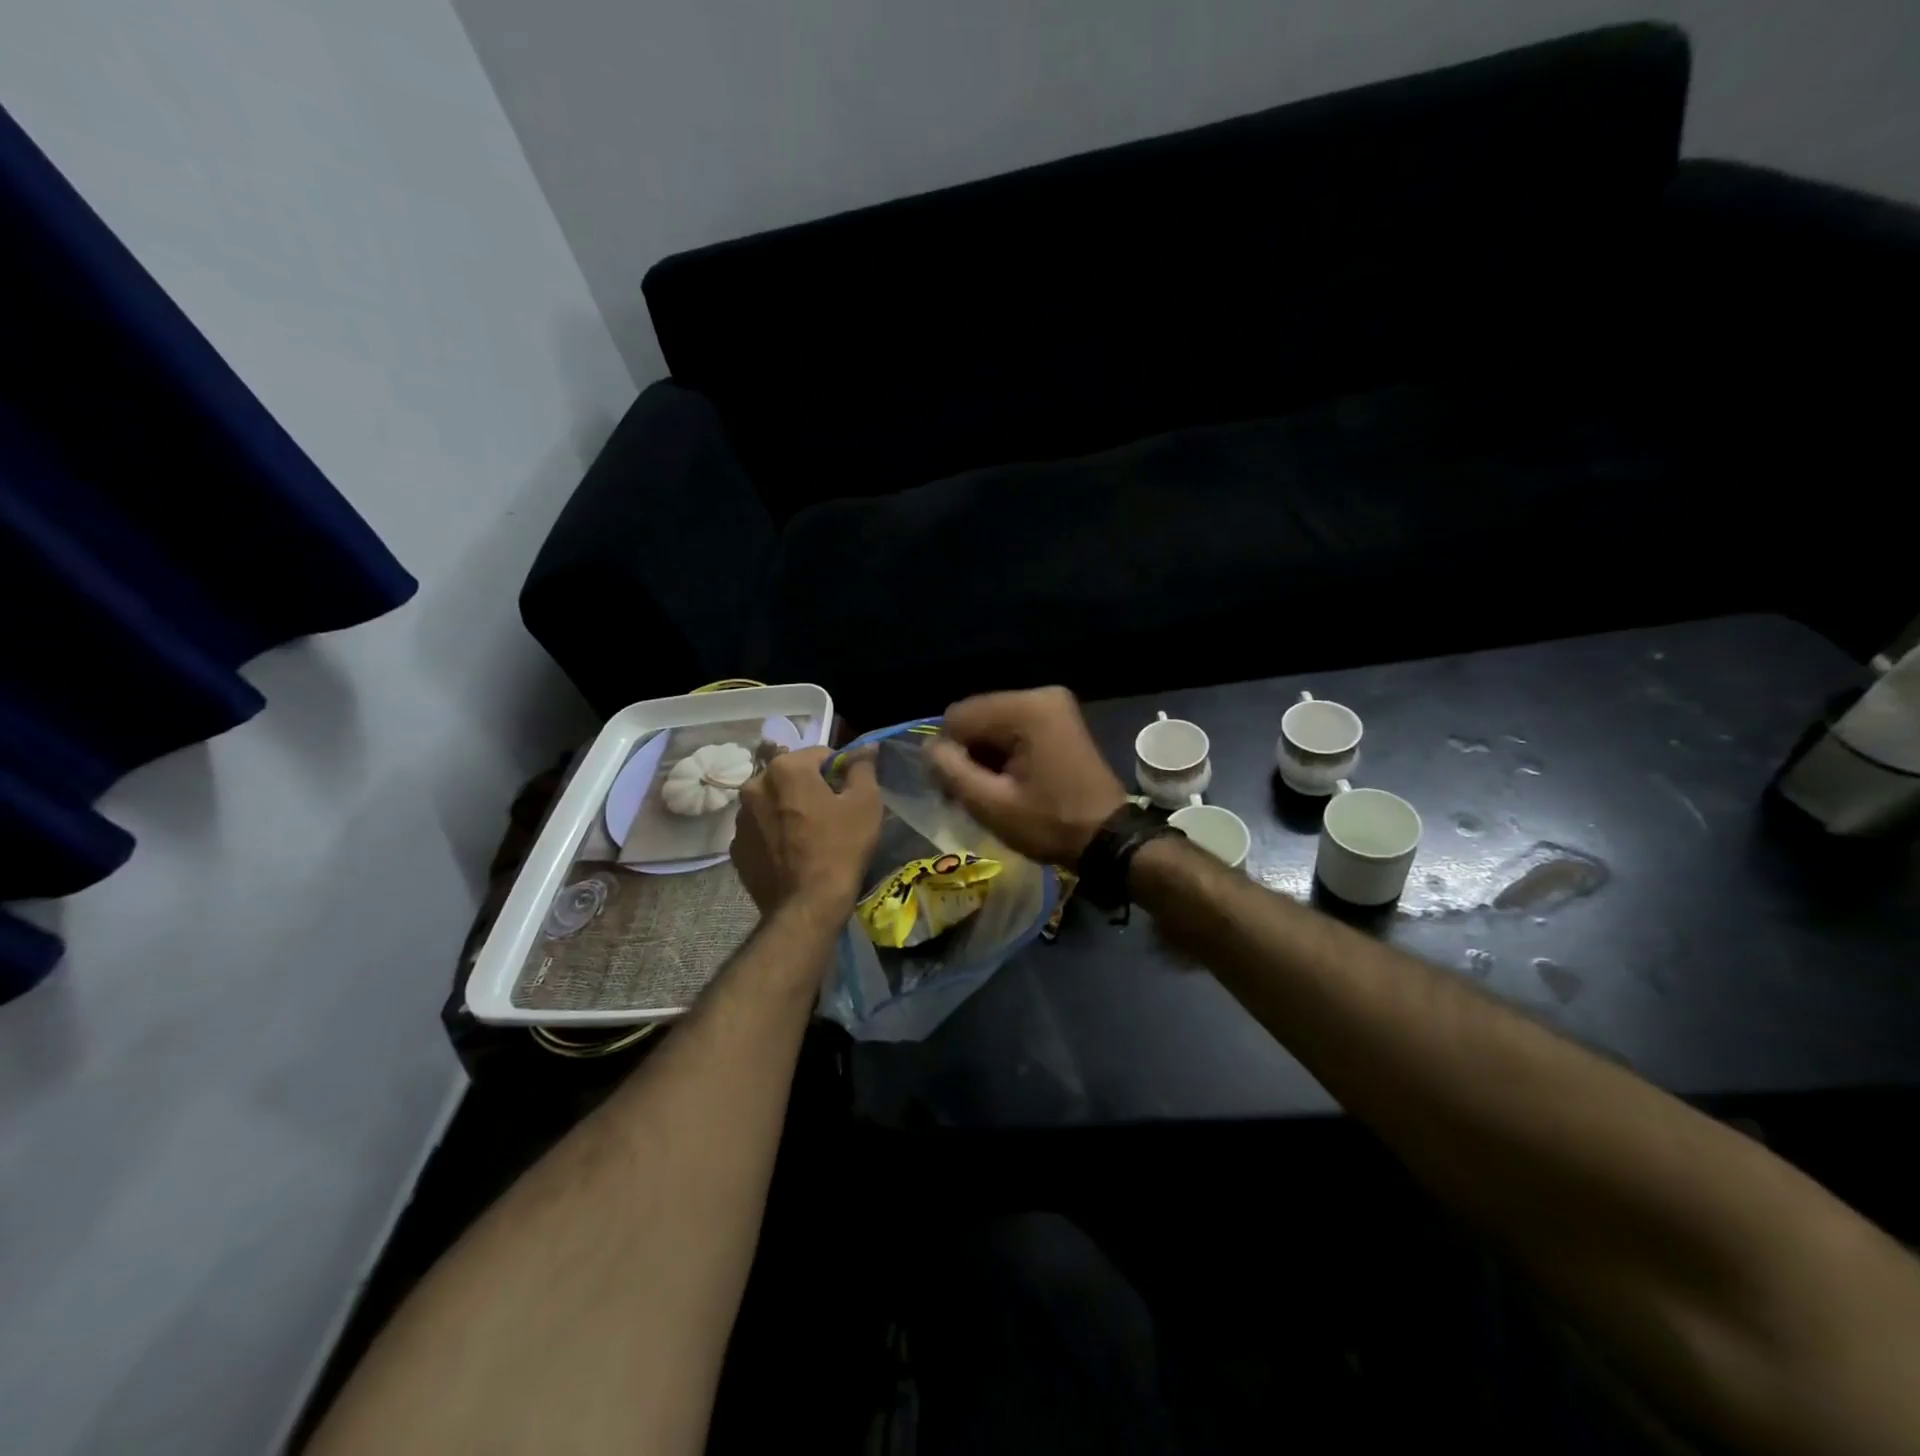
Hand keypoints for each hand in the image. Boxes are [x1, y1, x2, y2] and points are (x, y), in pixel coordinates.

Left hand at [732, 747, 881, 916]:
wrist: (807, 907)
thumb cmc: (841, 848)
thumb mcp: (865, 803)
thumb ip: (863, 767)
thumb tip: (866, 747)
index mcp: (785, 768)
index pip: (820, 754)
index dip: (840, 772)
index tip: (850, 795)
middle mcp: (754, 785)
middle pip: (791, 776)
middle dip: (810, 788)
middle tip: (832, 816)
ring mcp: (740, 819)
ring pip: (773, 802)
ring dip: (789, 810)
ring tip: (810, 837)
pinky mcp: (736, 848)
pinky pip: (761, 830)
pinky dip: (775, 834)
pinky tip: (793, 854)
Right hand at [926, 687, 1127, 866]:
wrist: (1109, 839)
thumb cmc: (1050, 824)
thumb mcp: (991, 805)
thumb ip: (951, 770)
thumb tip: (929, 748)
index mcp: (1025, 709)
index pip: (958, 717)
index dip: (948, 753)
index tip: (955, 790)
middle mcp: (1040, 696)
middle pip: (976, 717)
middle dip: (967, 754)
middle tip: (972, 795)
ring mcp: (1053, 706)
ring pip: (992, 724)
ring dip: (984, 756)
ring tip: (991, 792)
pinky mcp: (1059, 720)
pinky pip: (1013, 728)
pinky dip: (1003, 753)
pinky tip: (1008, 782)